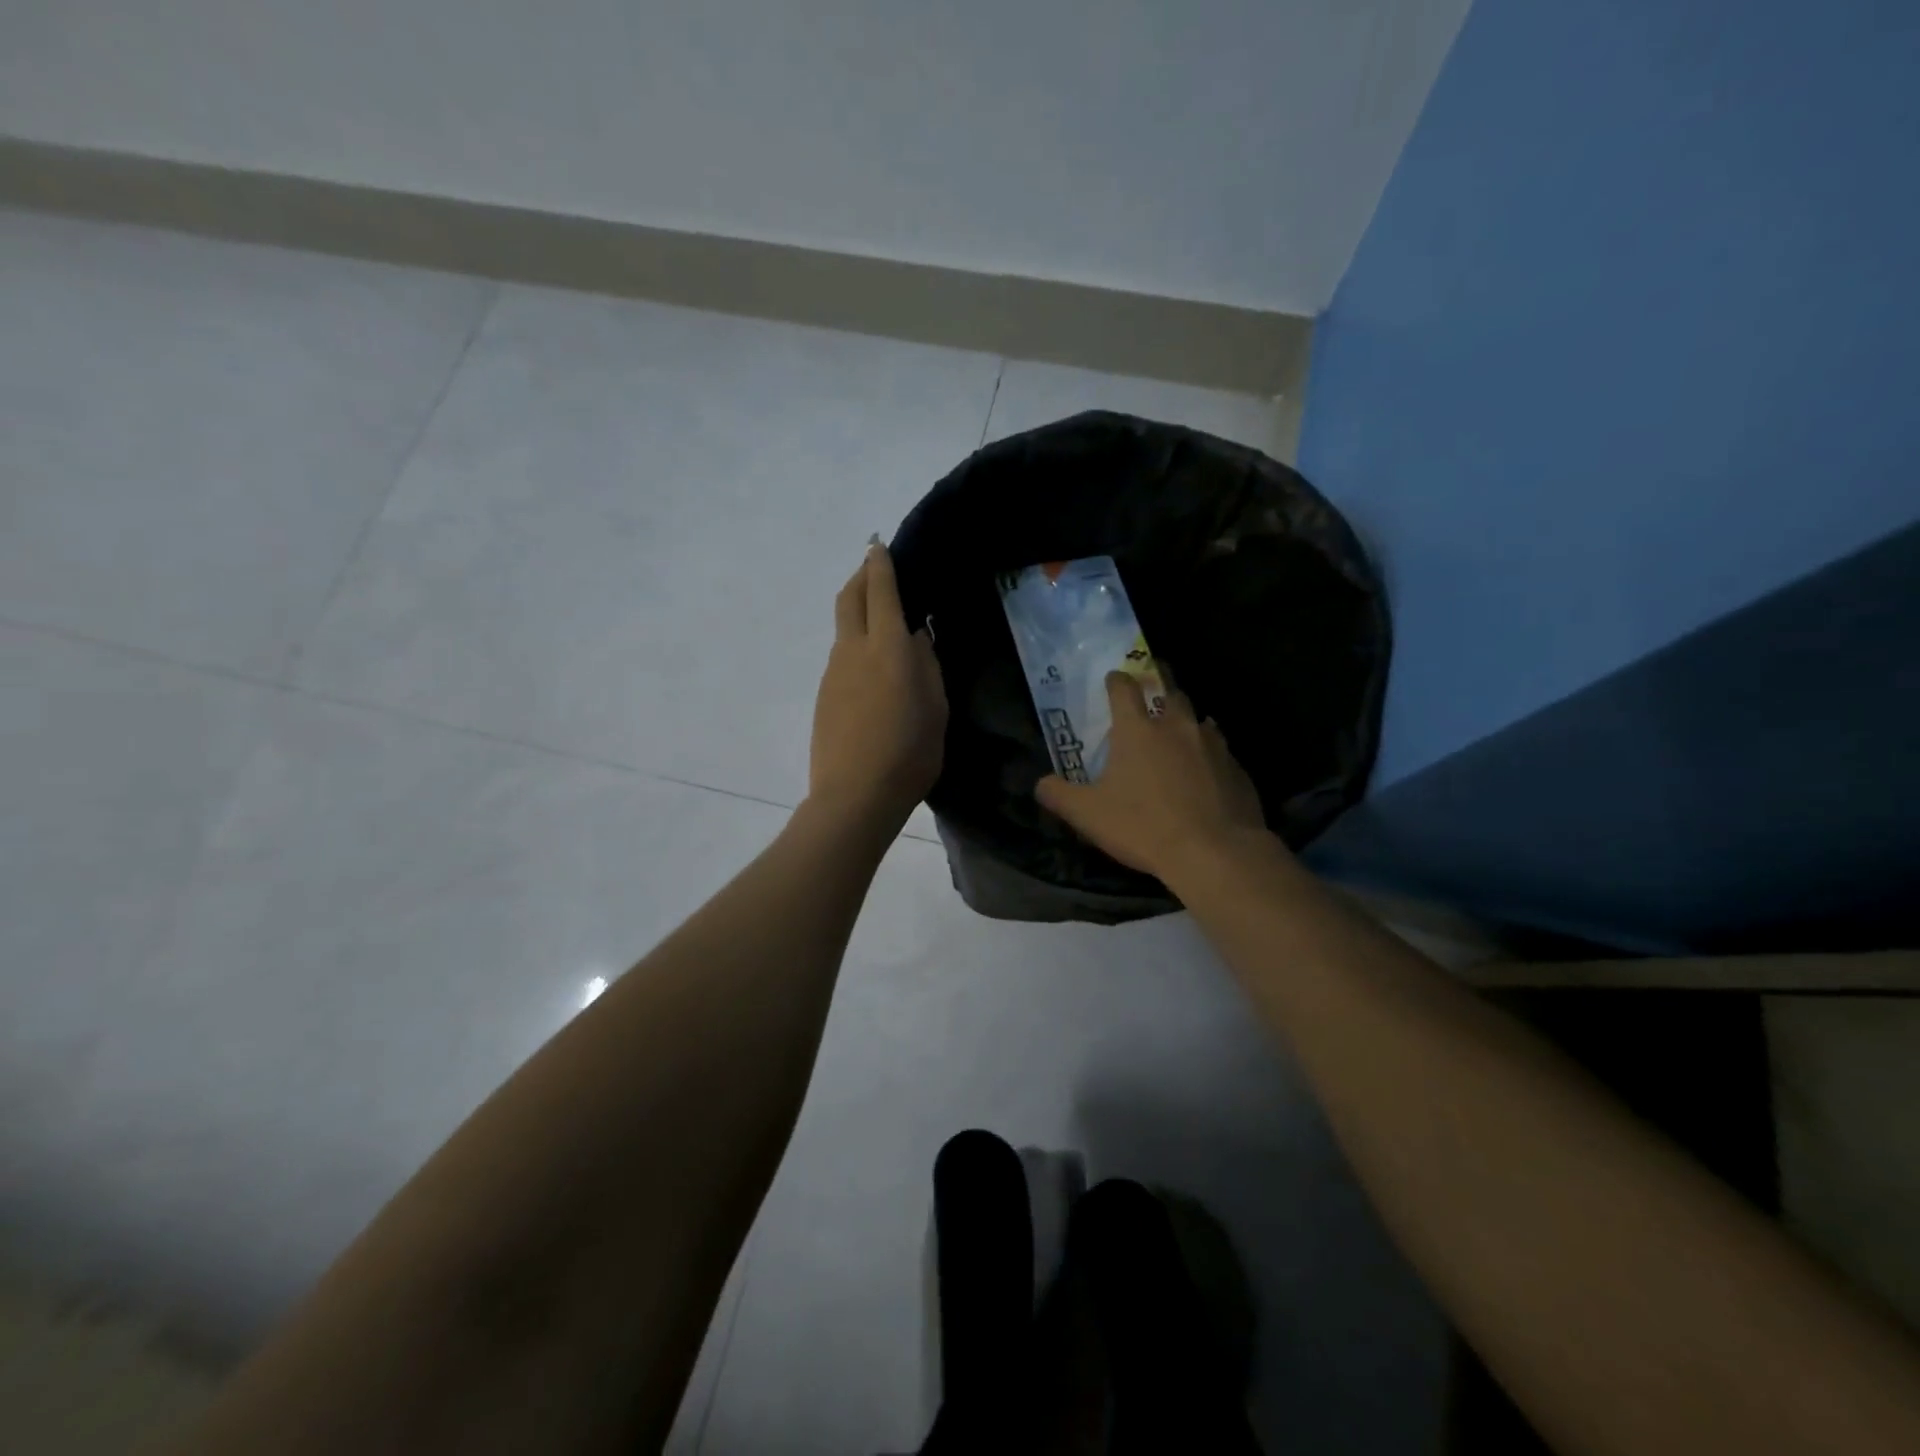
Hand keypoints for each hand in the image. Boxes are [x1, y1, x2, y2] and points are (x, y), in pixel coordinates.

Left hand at [807, 540, 946, 830]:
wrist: (854, 796)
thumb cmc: (908, 754)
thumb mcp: (936, 709)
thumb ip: (927, 666)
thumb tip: (916, 636)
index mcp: (888, 648)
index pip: (882, 591)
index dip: (880, 564)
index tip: (879, 545)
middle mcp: (854, 650)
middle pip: (850, 597)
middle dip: (860, 575)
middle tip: (873, 567)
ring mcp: (833, 672)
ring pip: (843, 626)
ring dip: (857, 610)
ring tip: (880, 619)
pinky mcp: (824, 694)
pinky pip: (841, 655)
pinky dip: (854, 643)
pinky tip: (871, 666)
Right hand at [1035, 673, 1270, 881]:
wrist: (1214, 853)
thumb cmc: (1143, 826)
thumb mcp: (1087, 815)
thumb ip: (1059, 795)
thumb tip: (1041, 784)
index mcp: (1137, 729)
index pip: (1124, 688)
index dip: (1116, 680)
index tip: (1113, 679)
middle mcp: (1177, 726)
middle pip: (1170, 691)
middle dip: (1159, 688)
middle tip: (1151, 697)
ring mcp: (1213, 745)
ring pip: (1200, 719)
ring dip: (1187, 722)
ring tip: (1179, 736)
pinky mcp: (1237, 769)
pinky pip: (1221, 751)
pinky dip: (1209, 755)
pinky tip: (1205, 775)